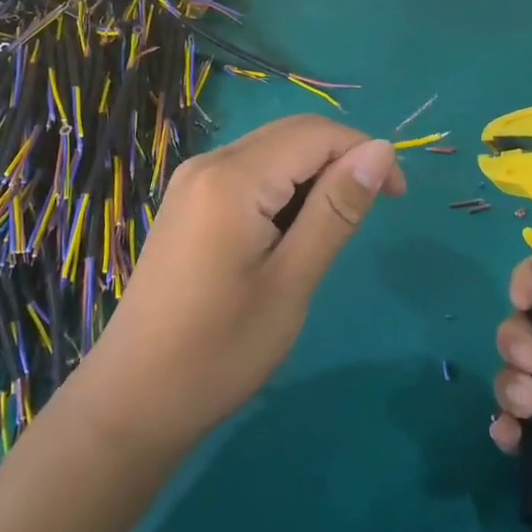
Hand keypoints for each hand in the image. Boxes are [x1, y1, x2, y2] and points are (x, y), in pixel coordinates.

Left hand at [89, 115, 403, 450]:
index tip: (397, 199)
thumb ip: (337, 209)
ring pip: (270, 151)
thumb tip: (382, 150)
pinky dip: (282, 190)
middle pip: (291, 133)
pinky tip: (288, 235)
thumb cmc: (220, 349)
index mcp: (233, 177)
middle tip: (366, 215)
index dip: (365, 152)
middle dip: (340, 159)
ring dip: (311, 177)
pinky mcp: (187, 203)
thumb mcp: (292, 281)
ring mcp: (192, 182)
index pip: (316, 132)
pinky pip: (247, 172)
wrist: (135, 398)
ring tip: (326, 234)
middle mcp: (209, 163)